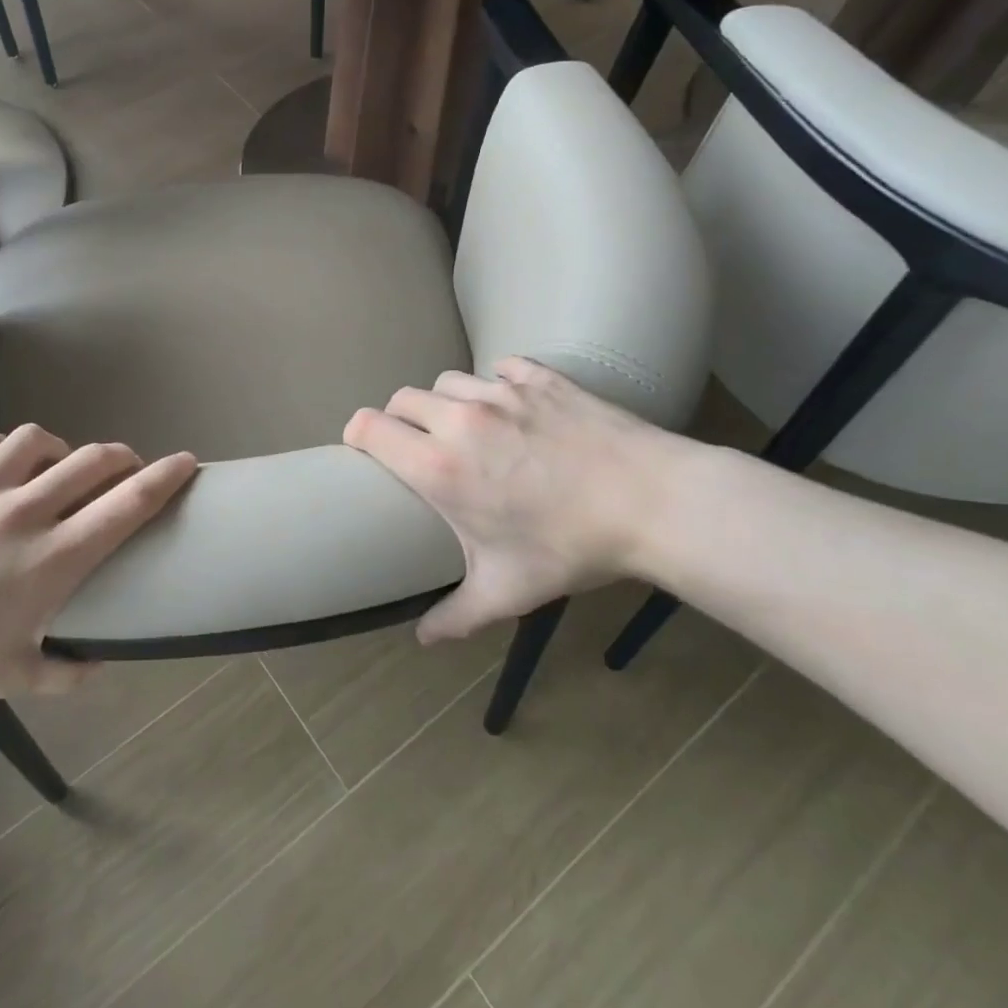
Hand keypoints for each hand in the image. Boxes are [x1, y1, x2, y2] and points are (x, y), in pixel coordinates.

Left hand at [0, 425, 196, 721]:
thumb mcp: (11, 678)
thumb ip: (67, 670)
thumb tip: (102, 663)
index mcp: (51, 560)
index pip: (129, 503)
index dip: (166, 476)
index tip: (187, 462)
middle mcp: (22, 513)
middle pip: (94, 459)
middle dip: (122, 457)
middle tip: (123, 469)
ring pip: (37, 440)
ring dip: (59, 450)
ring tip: (54, 467)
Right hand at [344, 357, 682, 643]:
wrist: (650, 501)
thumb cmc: (571, 547)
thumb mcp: (508, 590)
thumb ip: (457, 615)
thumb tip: (424, 639)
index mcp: (439, 466)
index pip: (369, 427)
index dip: (356, 434)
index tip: (363, 449)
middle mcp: (459, 420)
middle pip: (402, 398)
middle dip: (399, 419)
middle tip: (418, 446)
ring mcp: (501, 392)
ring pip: (448, 381)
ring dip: (445, 401)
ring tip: (465, 427)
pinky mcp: (539, 377)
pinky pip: (499, 367)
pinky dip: (495, 383)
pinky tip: (512, 406)